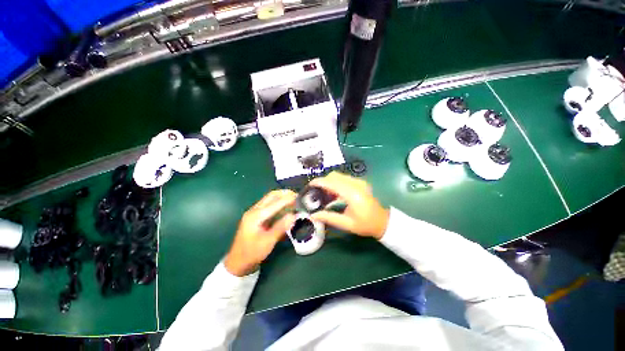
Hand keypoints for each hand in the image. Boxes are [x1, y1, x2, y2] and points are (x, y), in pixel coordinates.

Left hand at [224, 190, 296, 275]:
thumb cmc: (252, 253)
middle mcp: (254, 210)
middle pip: (271, 196)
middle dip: (285, 194)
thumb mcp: (267, 242)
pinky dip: (278, 203)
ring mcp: (254, 212)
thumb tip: (293, 215)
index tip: (299, 197)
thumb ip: (280, 227)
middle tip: (297, 196)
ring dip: (282, 197)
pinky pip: (269, 204)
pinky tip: (285, 207)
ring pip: (270, 199)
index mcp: (256, 216)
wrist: (238, 262)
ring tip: (294, 199)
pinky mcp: (256, 216)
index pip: (275, 203)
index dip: (288, 199)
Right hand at [309, 172, 388, 239]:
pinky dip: (336, 183)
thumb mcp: (346, 224)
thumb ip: (329, 217)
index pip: (332, 183)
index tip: (309, 185)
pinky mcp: (360, 182)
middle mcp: (356, 184)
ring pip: (339, 176)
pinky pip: (344, 178)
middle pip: (334, 176)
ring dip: (329, 182)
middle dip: (323, 181)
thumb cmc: (365, 225)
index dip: (319, 182)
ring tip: (324, 194)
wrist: (383, 222)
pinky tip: (334, 194)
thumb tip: (313, 215)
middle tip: (316, 192)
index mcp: (352, 195)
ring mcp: (359, 182)